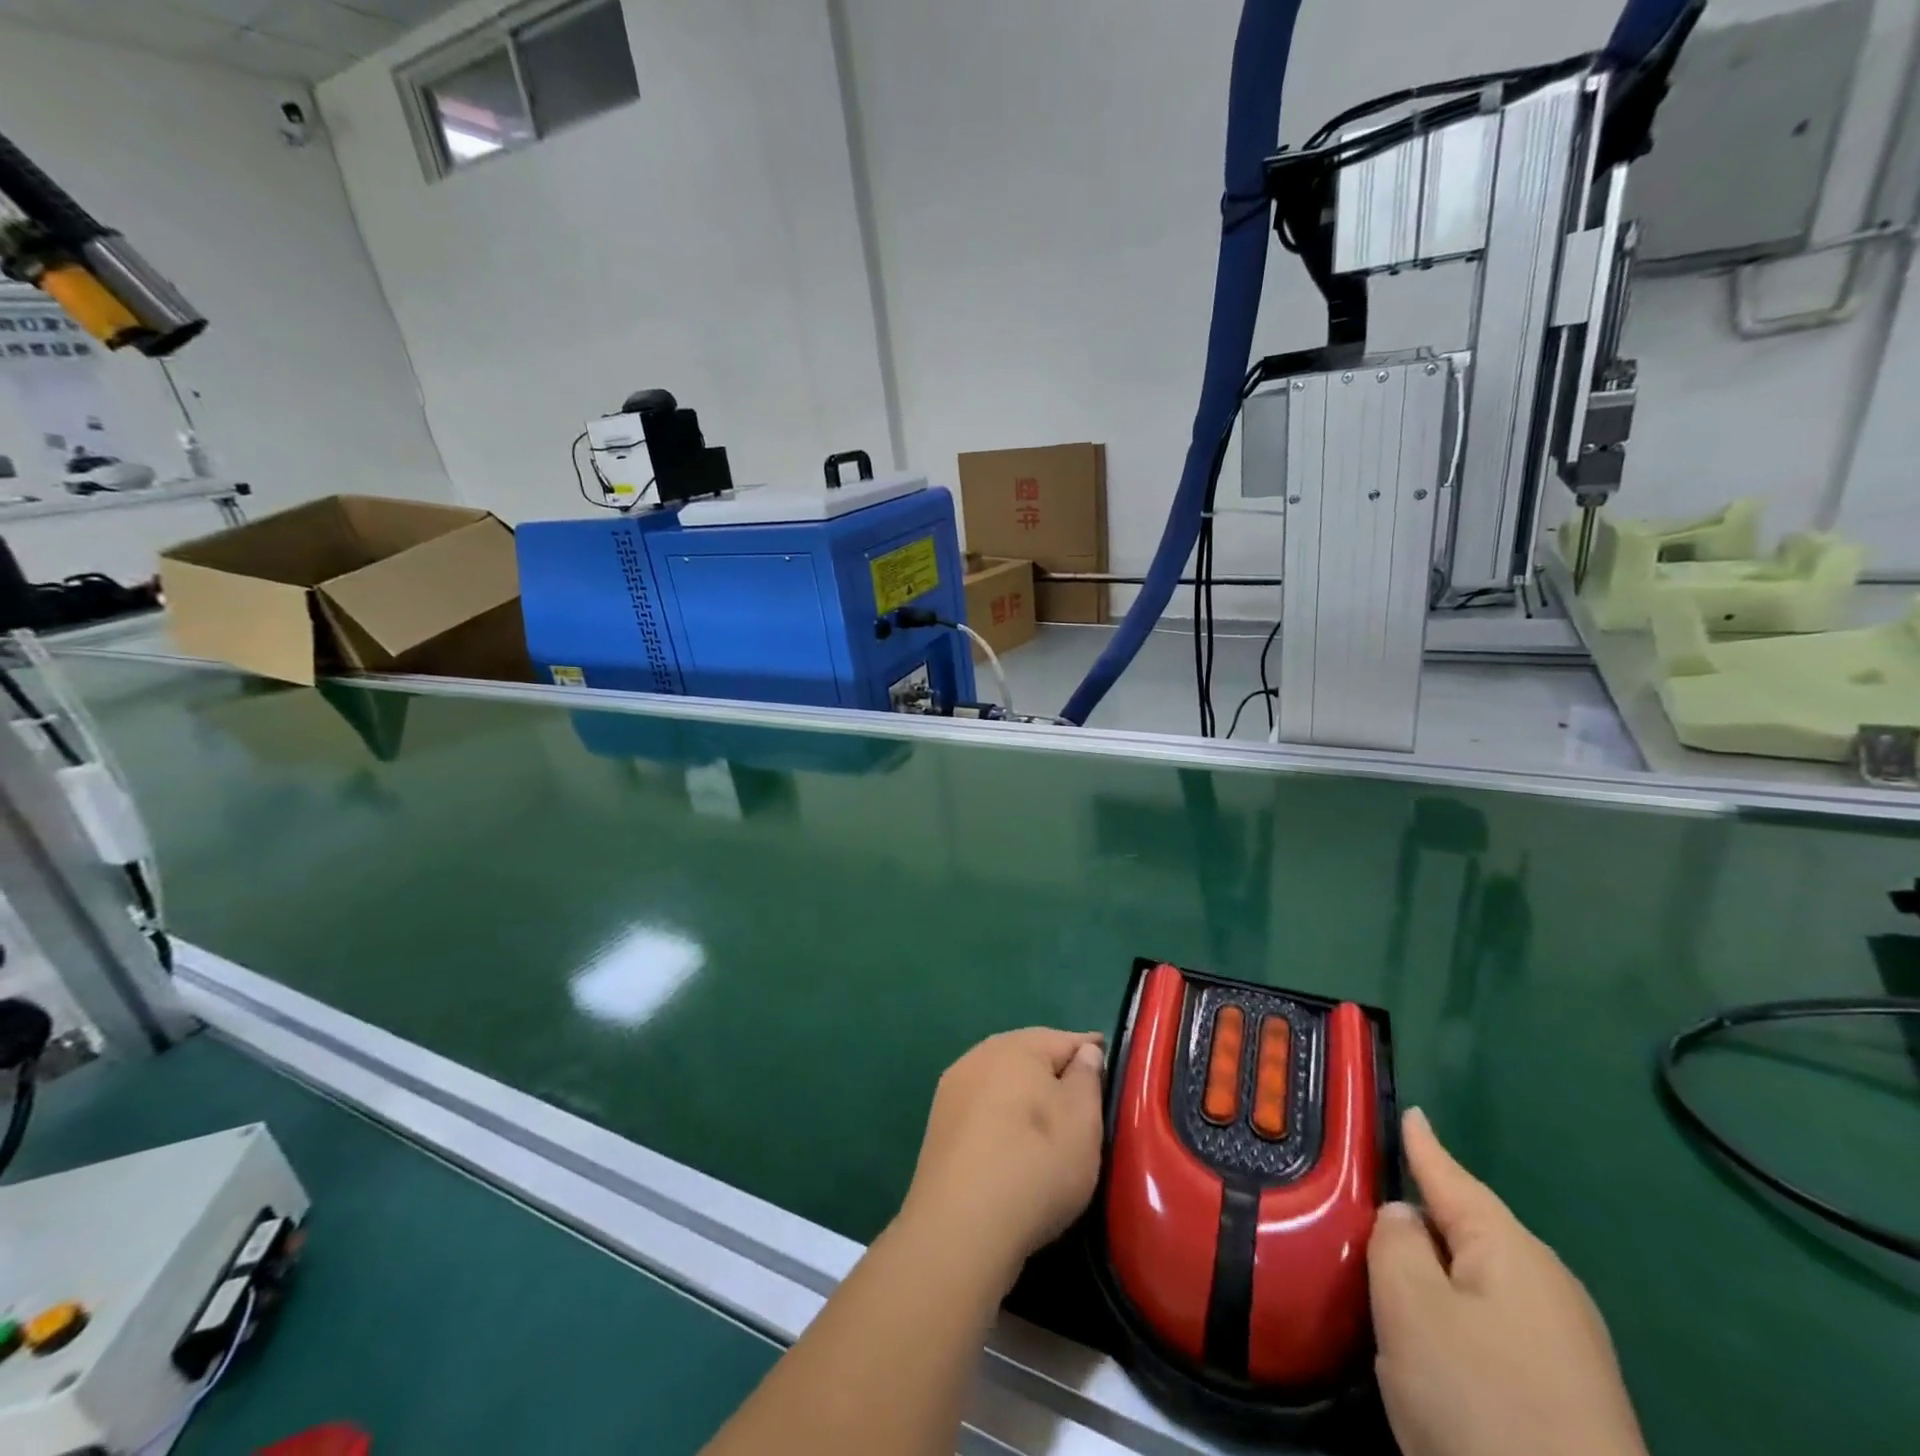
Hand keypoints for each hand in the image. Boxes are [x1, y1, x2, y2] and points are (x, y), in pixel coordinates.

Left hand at [897, 1028, 1105, 1295]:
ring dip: (1025, 1096)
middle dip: (1055, 1073)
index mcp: (1016, 1046)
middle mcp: (980, 1055)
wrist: (960, 1226)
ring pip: (1002, 1081)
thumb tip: (1085, 1051)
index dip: (1091, 1053)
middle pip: (1029, 1056)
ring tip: (1049, 1127)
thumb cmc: (1035, 1165)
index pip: (1065, 1039)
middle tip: (1083, 1103)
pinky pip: (982, 1108)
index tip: (1110, 1070)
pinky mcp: (939, 1123)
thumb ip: (1087, 1078)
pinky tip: (1012, 1144)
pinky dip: (1001, 1118)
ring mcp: (954, 1088)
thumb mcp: (1082, 1121)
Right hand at [1368, 1109, 1647, 1455]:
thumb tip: (1404, 1218)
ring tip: (1396, 1254)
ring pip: (1482, 1276)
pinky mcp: (1569, 1394)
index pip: (1450, 1176)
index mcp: (1511, 1250)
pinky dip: (1459, 1306)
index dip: (1423, 1144)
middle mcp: (1547, 1284)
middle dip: (1426, 1206)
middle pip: (1469, 1225)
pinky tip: (1440, 1326)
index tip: (1410, 1111)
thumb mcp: (1410, 1306)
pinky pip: (1496, 1319)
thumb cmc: (1481, 1402)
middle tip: (1376, 1188)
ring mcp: (1567, 1344)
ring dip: (1439, 1262)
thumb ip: (1394, 1241)